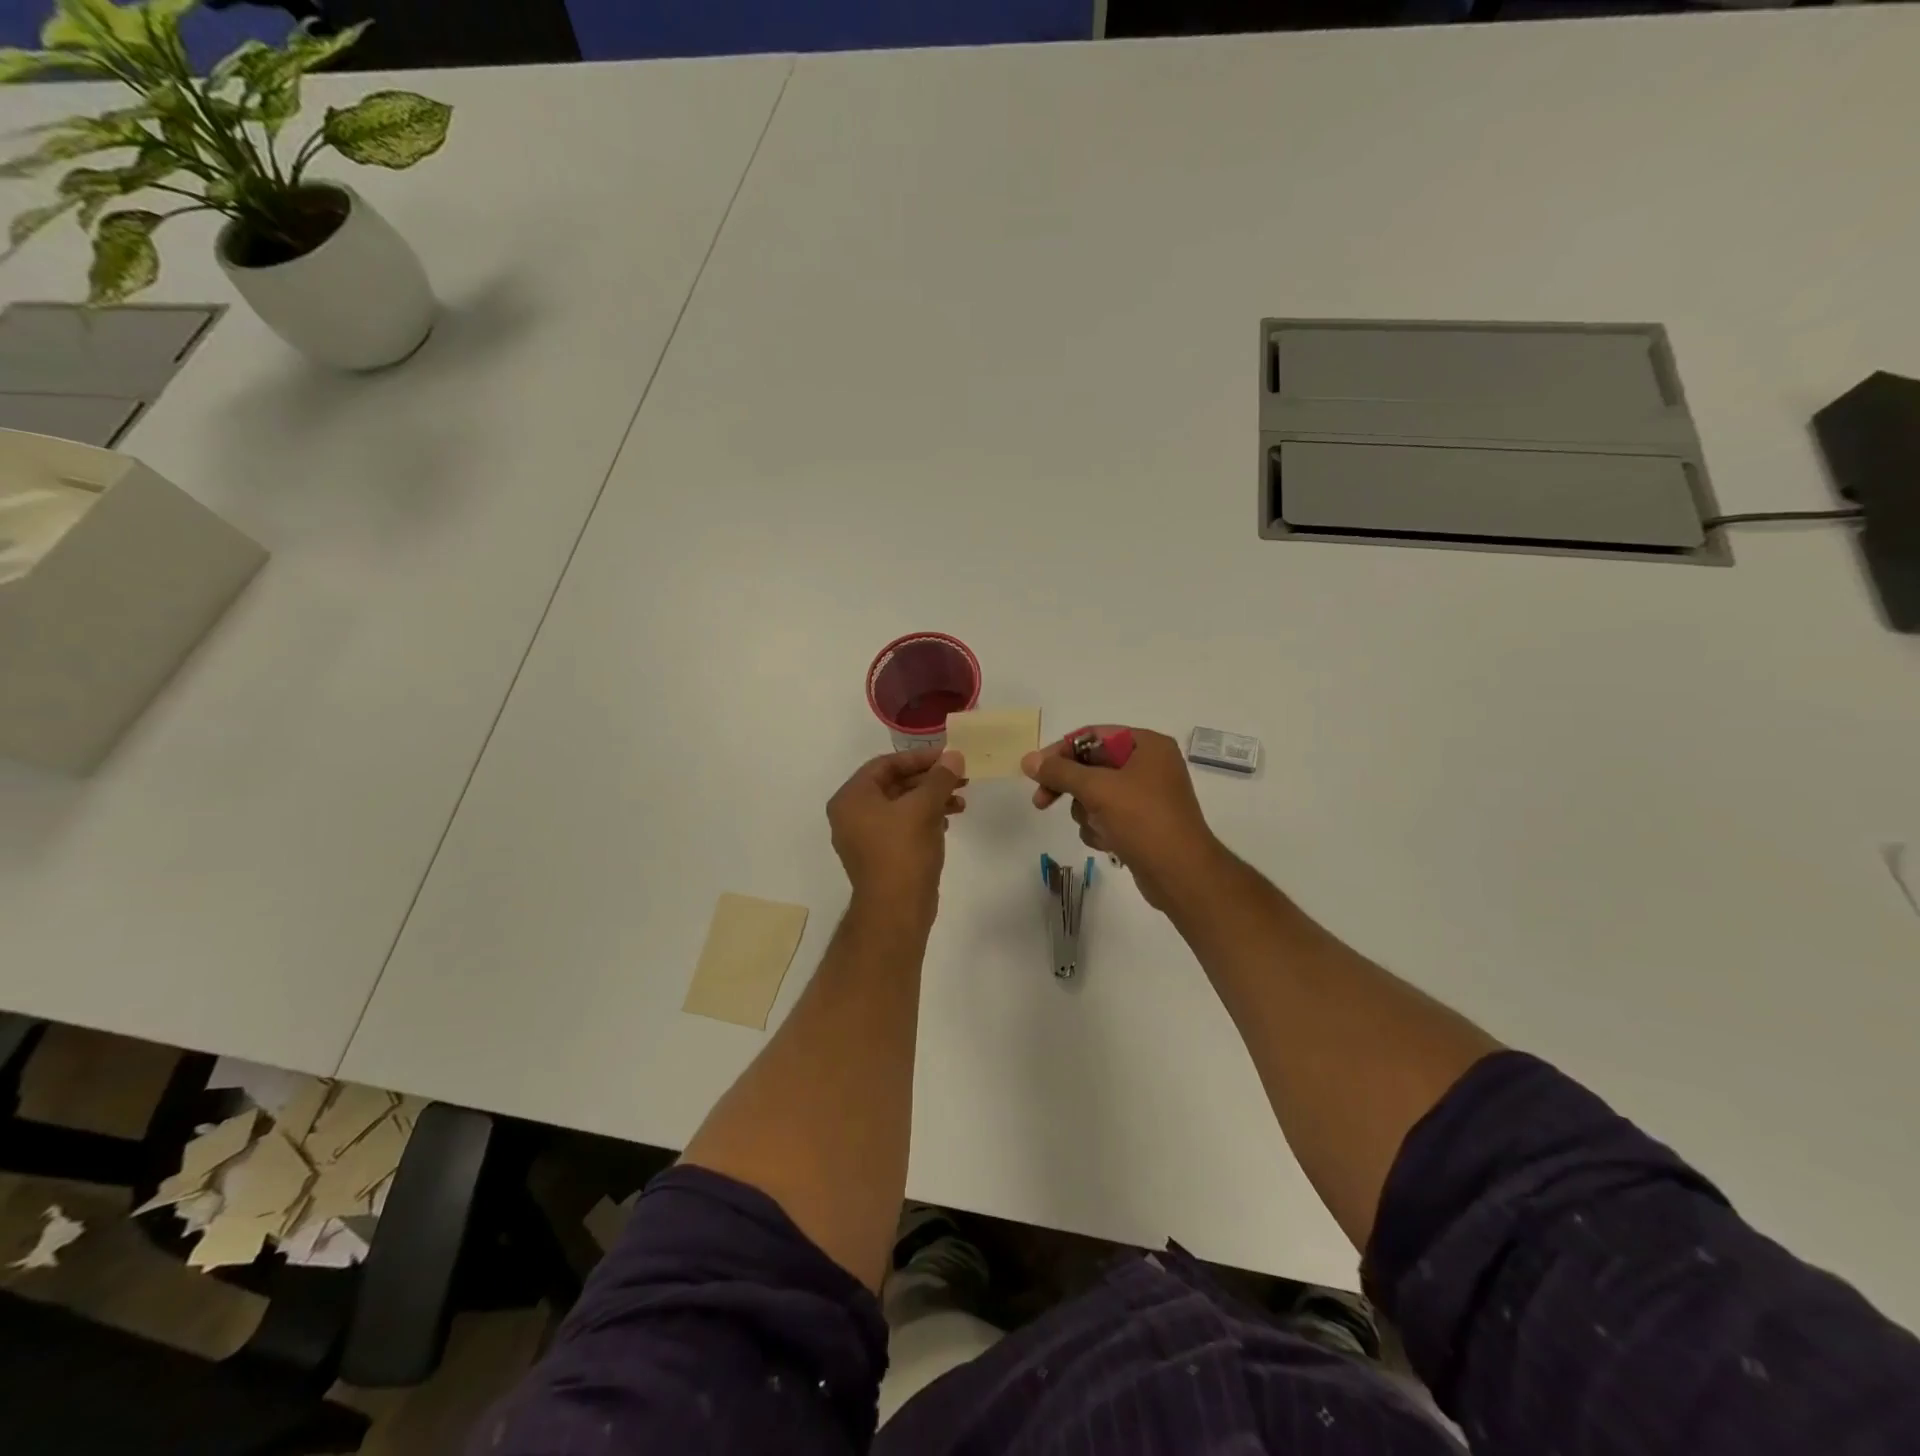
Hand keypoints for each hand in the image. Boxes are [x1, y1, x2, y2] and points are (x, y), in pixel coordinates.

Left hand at [827, 747, 967, 916]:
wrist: (896, 910)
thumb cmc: (903, 852)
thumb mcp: (923, 808)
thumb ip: (939, 778)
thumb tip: (954, 756)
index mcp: (851, 798)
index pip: (885, 764)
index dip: (919, 758)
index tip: (948, 757)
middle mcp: (852, 815)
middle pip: (894, 784)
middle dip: (929, 780)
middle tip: (960, 777)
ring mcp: (866, 837)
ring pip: (902, 806)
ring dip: (932, 799)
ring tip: (961, 801)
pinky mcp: (882, 855)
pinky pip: (903, 826)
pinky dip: (925, 819)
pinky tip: (948, 820)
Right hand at [1021, 727, 1225, 913]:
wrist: (1181, 875)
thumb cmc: (1143, 821)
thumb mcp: (1098, 790)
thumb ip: (1060, 772)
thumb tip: (1028, 760)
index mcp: (1147, 745)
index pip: (1093, 735)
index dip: (1061, 751)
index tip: (1035, 771)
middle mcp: (1149, 765)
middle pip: (1092, 766)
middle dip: (1070, 787)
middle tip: (1041, 801)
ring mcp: (1146, 795)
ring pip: (1095, 794)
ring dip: (1087, 812)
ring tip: (1098, 827)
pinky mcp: (1141, 823)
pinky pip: (1106, 816)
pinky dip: (1100, 828)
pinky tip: (1108, 843)